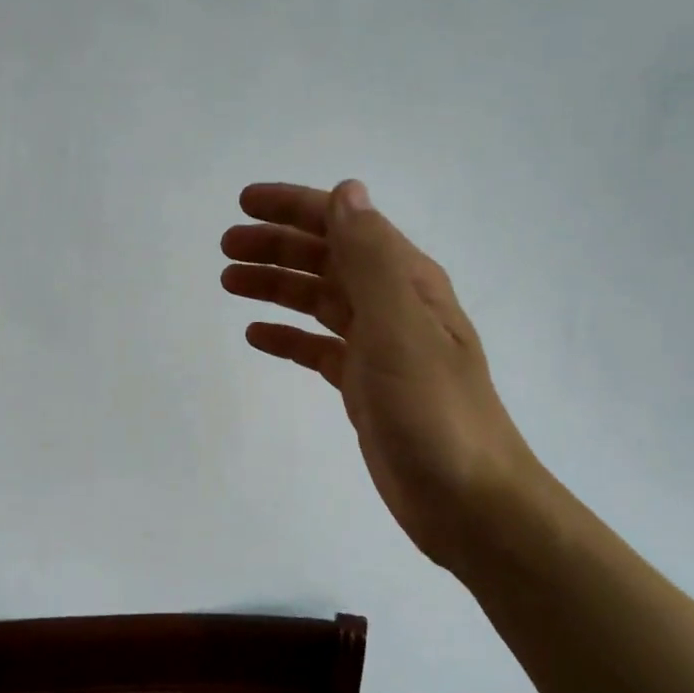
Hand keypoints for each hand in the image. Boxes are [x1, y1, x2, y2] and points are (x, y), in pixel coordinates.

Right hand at [221, 180, 539, 569]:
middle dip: (277, 246)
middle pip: (326, 259)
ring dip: (276, 286)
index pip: (345, 224)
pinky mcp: (364, 386)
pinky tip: (258, 336)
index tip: (244, 203)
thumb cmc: (433, 411)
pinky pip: (318, 348)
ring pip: (318, 301)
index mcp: (406, 281)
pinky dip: (288, 336)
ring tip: (229, 282)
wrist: (467, 500)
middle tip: (226, 247)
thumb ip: (370, 258)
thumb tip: (346, 192)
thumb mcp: (400, 326)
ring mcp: (379, 347)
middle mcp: (393, 305)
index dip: (295, 207)